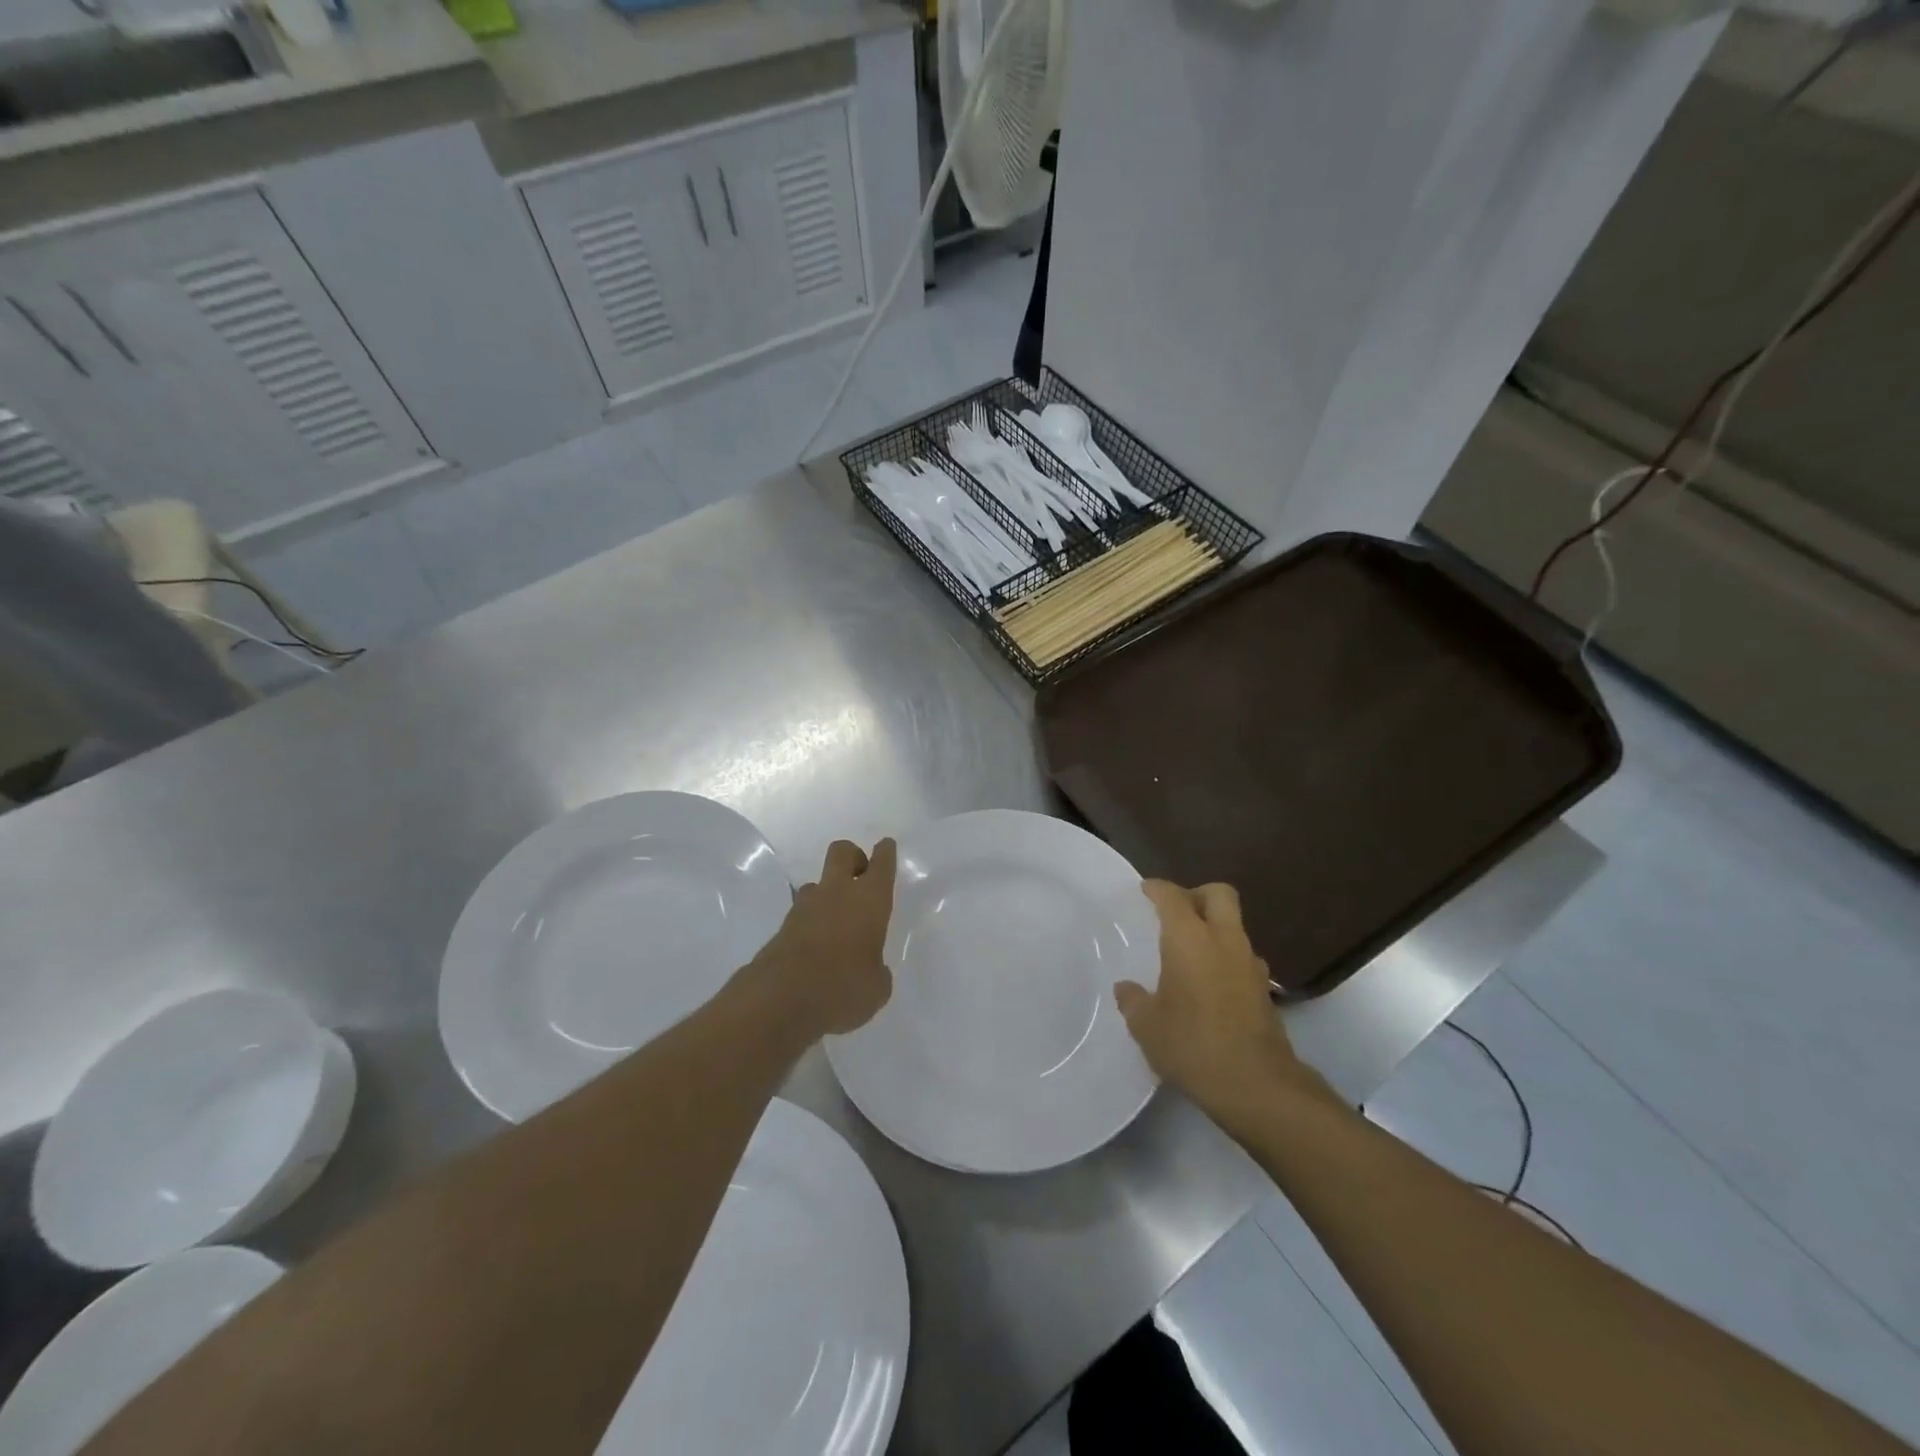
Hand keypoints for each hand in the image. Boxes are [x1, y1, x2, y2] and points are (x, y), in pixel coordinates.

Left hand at [749, 838, 896, 1036]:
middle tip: (861, 877)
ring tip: (836, 921)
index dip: (885, 853)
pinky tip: (817, 946)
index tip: (886, 846)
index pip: (881, 865)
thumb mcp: (876, 988)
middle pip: (843, 852)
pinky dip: (811, 921)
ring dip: (828, 893)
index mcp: (869, 900)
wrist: (780, 1000)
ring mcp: (805, 907)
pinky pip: (802, 913)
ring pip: (818, 883)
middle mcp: (837, 894)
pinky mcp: (782, 927)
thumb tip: (871, 969)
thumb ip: (877, 971)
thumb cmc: (843, 988)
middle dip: (854, 857)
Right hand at [1115, 881, 1330, 1128]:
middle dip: (1197, 895)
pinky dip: (1226, 958)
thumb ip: (1133, 1000)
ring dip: (1215, 928)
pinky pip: (1242, 957)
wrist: (1257, 1086)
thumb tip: (1127, 989)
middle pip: (1219, 894)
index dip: (1158, 888)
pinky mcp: (1265, 990)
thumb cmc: (1193, 1045)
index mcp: (1190, 939)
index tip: (1145, 890)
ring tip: (1191, 953)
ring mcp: (1250, 964)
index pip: (1173, 897)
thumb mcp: (1147, 1026)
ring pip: (1234, 926)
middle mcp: (1224, 941)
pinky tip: (1210, 984)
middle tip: (1176, 913)